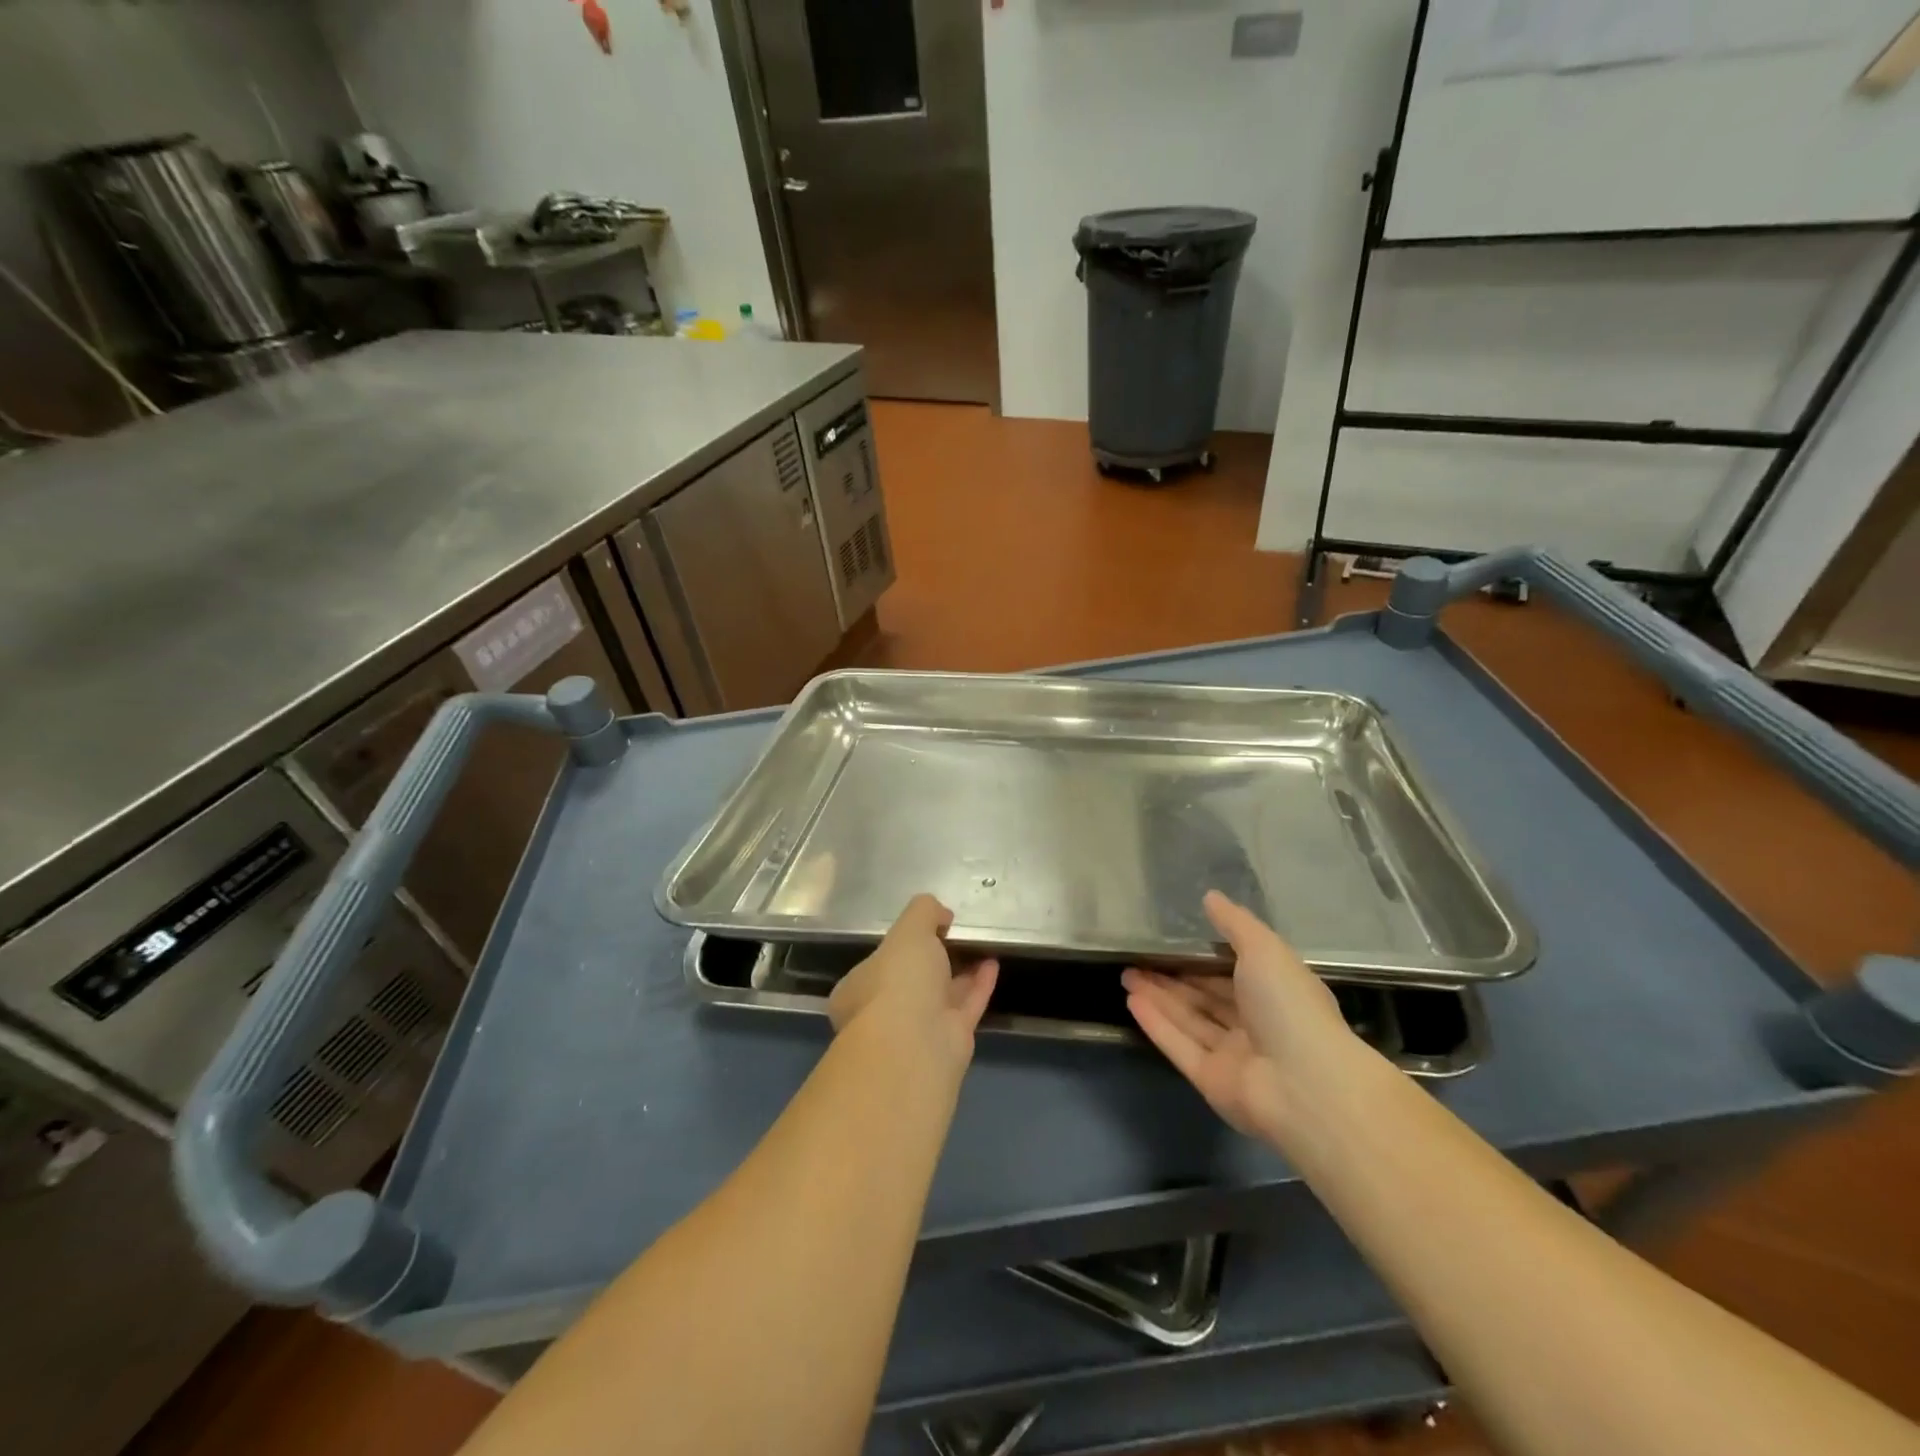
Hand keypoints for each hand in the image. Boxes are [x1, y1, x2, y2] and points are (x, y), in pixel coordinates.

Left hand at [828, 895, 999, 1073]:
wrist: (916, 1044)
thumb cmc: (898, 980)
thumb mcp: (908, 930)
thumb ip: (923, 912)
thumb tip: (940, 914)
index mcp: (858, 990)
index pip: (877, 964)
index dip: (898, 946)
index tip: (923, 929)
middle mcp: (884, 1013)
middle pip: (911, 982)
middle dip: (932, 960)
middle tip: (954, 936)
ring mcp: (917, 1031)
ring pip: (941, 995)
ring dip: (960, 971)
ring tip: (980, 945)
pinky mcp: (949, 1042)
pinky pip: (966, 1006)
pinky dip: (979, 985)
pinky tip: (993, 964)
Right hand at [1123, 891, 1365, 1146]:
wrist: (1305, 1086)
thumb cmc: (1289, 1007)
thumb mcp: (1265, 949)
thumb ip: (1235, 923)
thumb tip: (1210, 896)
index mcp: (1275, 993)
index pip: (1233, 971)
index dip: (1201, 956)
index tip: (1170, 940)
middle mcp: (1255, 1024)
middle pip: (1206, 997)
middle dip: (1171, 978)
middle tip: (1135, 958)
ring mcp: (1232, 1055)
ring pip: (1189, 1020)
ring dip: (1157, 997)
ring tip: (1125, 974)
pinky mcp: (1211, 1080)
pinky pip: (1179, 1046)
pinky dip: (1156, 1024)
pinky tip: (1131, 1002)